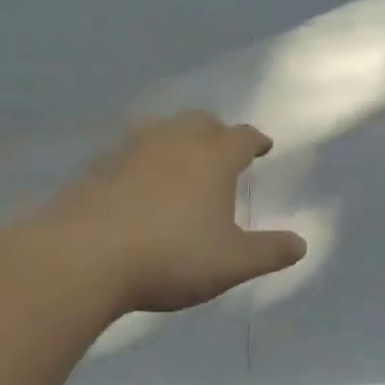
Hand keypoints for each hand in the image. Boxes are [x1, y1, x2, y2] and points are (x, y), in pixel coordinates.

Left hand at [24, 112, 305, 316]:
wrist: (82, 258)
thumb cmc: (171, 256)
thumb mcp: (231, 262)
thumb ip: (269, 251)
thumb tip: (302, 244)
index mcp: (214, 158)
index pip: (242, 137)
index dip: (256, 140)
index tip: (263, 146)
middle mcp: (175, 142)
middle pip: (201, 122)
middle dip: (216, 132)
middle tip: (222, 148)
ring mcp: (131, 150)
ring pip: (162, 130)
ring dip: (177, 140)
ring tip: (180, 160)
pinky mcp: (96, 167)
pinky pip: (128, 152)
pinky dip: (141, 160)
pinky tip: (137, 182)